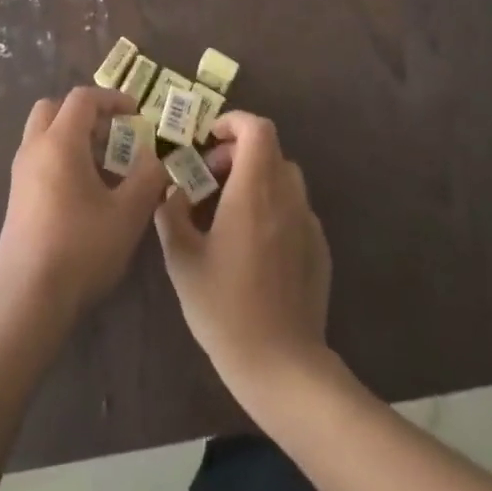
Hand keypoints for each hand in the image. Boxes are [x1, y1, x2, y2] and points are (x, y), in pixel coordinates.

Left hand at [0, 86, 169, 329]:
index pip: (83, 99)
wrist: (27, 296)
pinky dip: (62, 157)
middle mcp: (34, 148)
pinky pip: (39, 157)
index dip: (112, 99)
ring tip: (105, 165)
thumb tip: (155, 156)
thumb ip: (147, 177)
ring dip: (73, 135)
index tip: (136, 113)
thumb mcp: (127, 214)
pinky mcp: (16, 196)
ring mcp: (20, 172)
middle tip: (114, 133)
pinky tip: (85, 191)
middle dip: (86, 112)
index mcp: (60, 141)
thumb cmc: (81, 247)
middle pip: (55, 108)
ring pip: (44, 133)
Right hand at [155, 111, 331, 403]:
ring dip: (256, 178)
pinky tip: (253, 244)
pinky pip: (294, 208)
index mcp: (254, 192)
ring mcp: (308, 223)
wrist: (282, 367)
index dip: (233, 123)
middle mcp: (287, 198)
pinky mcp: (319, 248)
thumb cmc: (224, 308)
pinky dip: (272, 206)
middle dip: (237, 153)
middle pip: (269, 149)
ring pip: (284, 177)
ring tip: (228, 210)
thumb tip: (173, 191)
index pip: (257, 129)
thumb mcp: (181, 259)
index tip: (208, 141)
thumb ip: (172, 213)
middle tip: (209, 181)